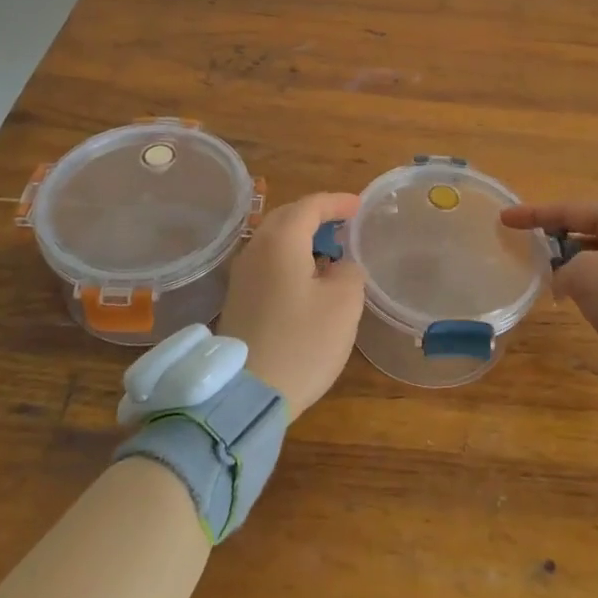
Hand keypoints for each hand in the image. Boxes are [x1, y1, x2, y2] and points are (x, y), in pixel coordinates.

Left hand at [219, 192, 366, 420]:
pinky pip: (267, 263)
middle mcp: (255, 249)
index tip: (359, 206)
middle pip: (286, 217)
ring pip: (273, 241)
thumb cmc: (301, 343)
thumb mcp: (344, 304)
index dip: (337, 202)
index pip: (310, 206)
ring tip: (328, 250)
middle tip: (343, 223)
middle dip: (315, 215)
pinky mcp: (237, 300)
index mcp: (281, 241)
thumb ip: (349, 272)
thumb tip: (339, 266)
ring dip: (301, 238)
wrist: (245, 395)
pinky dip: (289, 258)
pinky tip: (306, 279)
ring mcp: (241, 276)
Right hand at [500, 199, 597, 392]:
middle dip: (555, 241)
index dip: (532, 215)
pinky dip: (591, 283)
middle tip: (525, 249)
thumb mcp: (584, 277)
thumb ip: (561, 270)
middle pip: (584, 229)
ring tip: (547, 278)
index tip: (504, 218)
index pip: (568, 209)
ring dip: (573, 265)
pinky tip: (577, 299)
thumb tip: (564, 281)